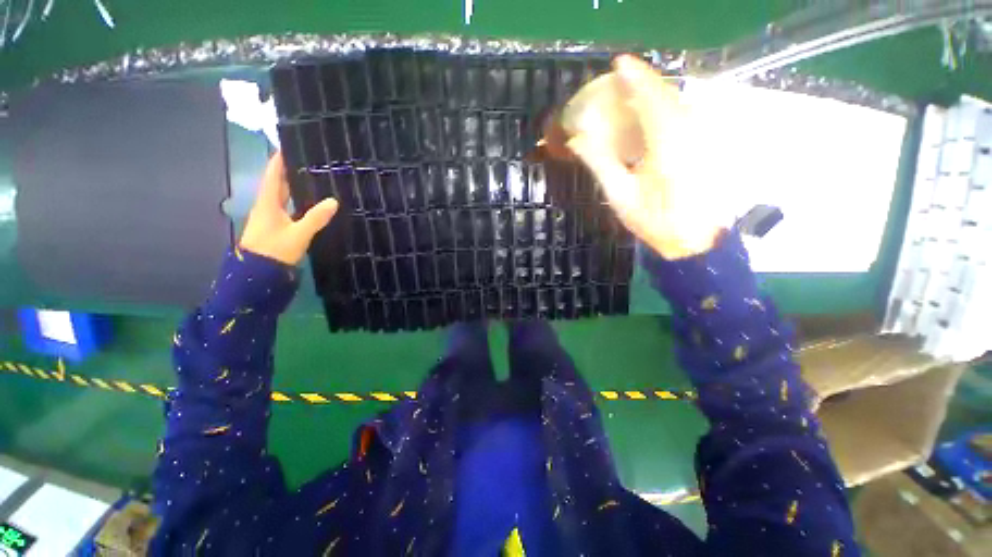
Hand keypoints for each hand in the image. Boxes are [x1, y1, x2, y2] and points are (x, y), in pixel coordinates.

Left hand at [239, 152, 338, 265]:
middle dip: (289, 170)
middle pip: (277, 184)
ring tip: (311, 177)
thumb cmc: (275, 250)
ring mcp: (270, 217)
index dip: (279, 160)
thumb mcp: (298, 234)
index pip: (273, 175)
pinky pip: (286, 207)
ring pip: (282, 196)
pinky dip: (295, 200)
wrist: (258, 274)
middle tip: (307, 160)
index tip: (287, 145)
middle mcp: (267, 206)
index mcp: (268, 203)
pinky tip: (307, 201)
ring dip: (293, 185)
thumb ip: (316, 218)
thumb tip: (334, 201)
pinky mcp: (275, 226)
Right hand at [567, 55, 721, 259]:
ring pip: (677, 102)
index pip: (650, 98)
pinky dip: (663, 108)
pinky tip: (650, 114)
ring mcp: (700, 137)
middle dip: (643, 81)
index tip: (618, 63)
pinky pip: (682, 116)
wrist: (693, 240)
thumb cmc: (654, 221)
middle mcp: (688, 132)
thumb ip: (600, 162)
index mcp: (667, 144)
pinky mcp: (703, 145)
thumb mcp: (620, 195)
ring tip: (631, 93)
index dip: (634, 77)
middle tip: (619, 79)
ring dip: (654, 93)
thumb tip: (577, 138)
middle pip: (666, 95)